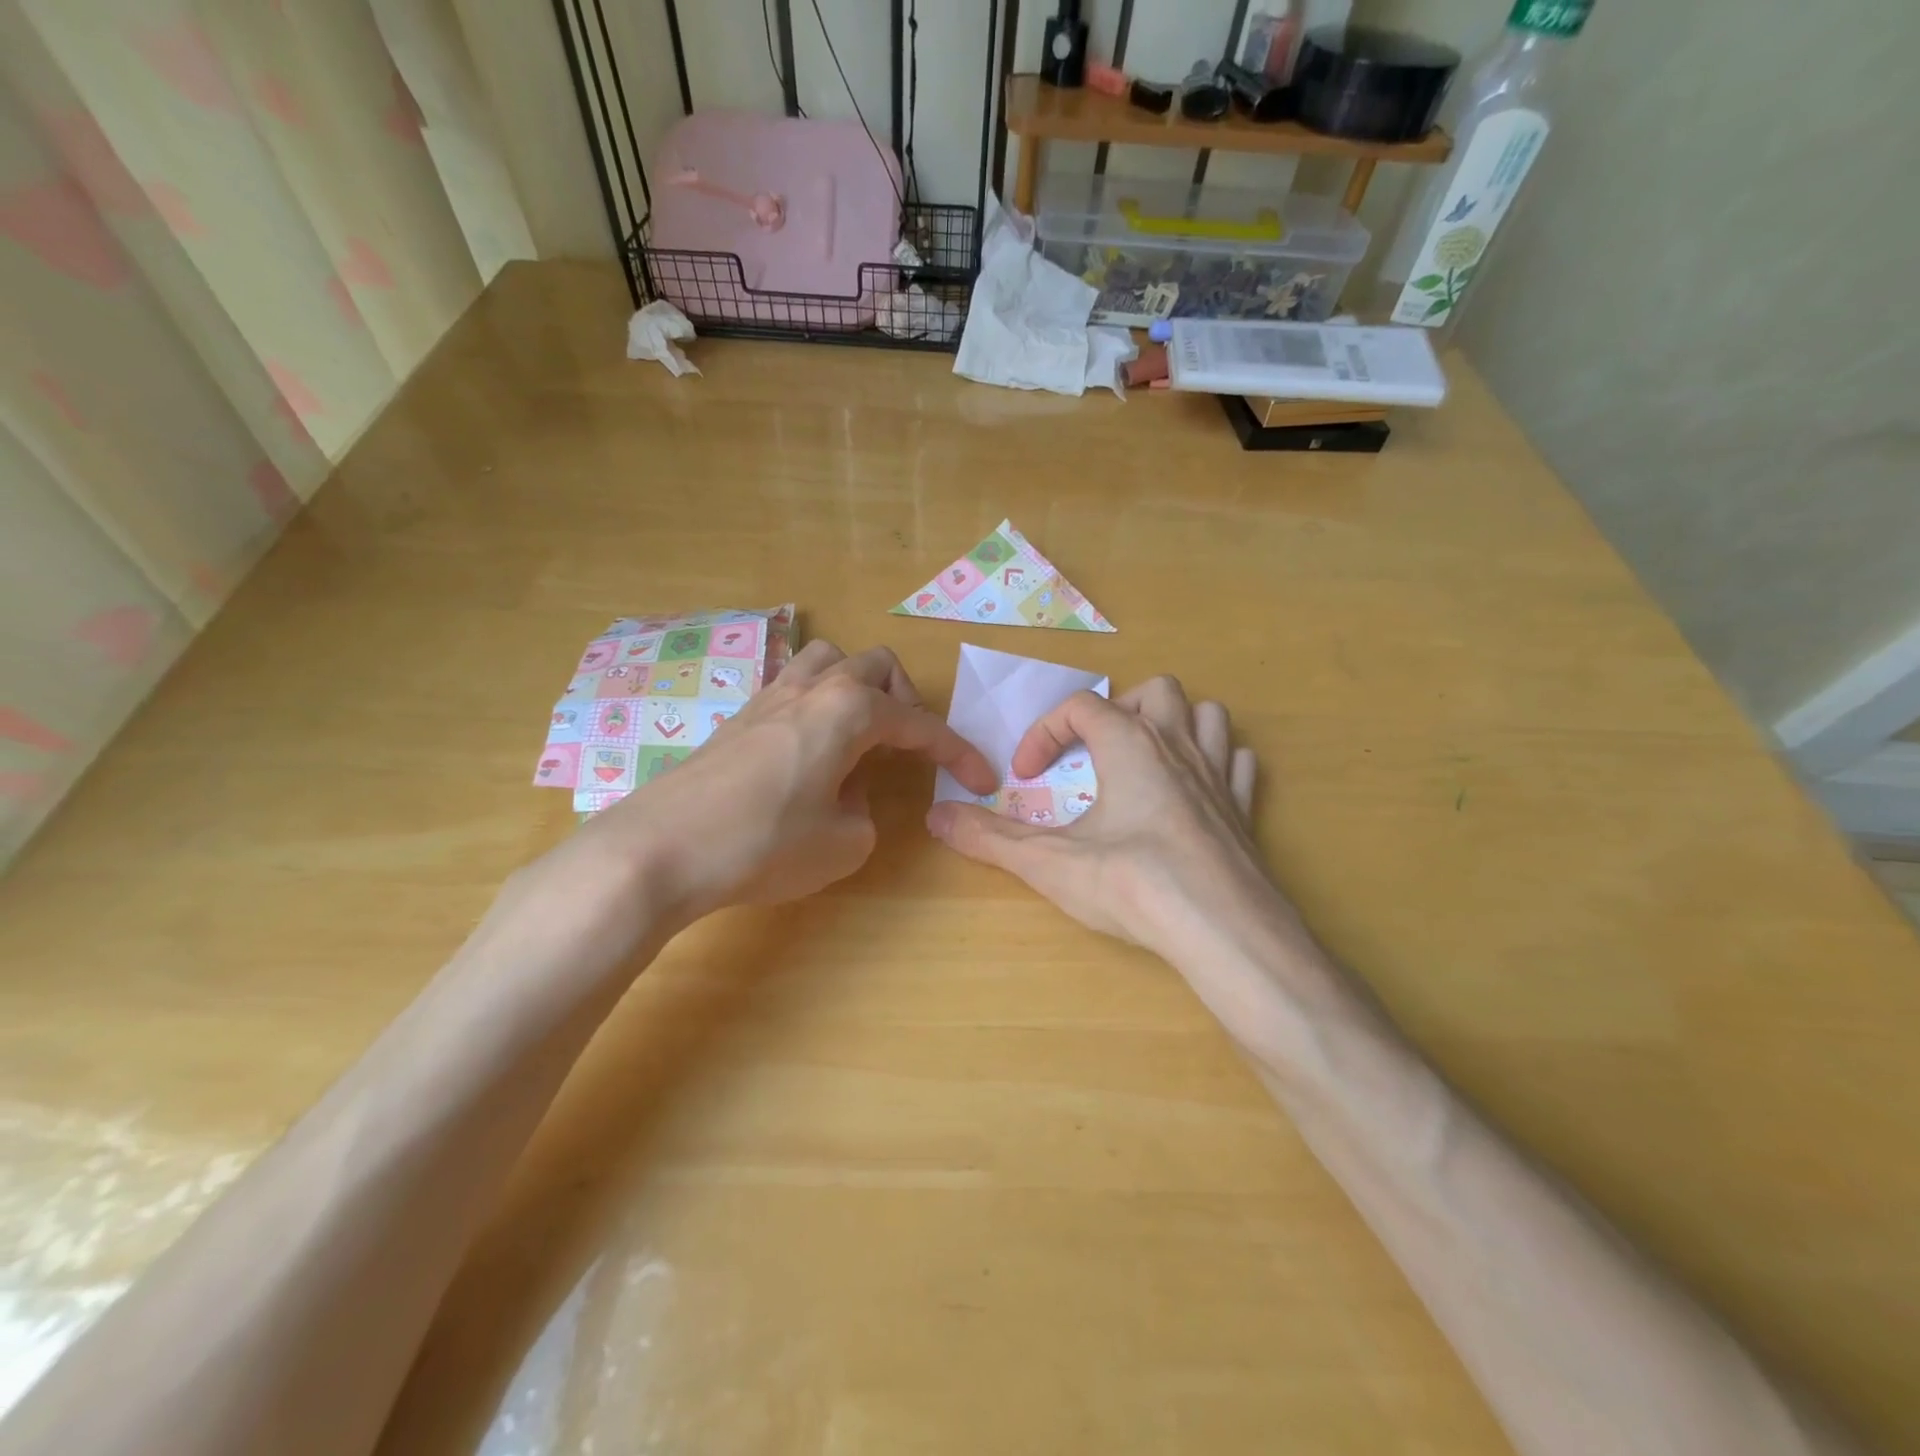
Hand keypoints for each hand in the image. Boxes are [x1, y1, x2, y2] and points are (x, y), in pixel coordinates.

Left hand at [577, 640, 996, 927]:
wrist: (660, 848)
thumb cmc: (764, 844)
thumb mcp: (843, 843)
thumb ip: (865, 812)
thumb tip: (848, 791)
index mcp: (849, 710)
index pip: (920, 725)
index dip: (958, 753)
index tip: (983, 778)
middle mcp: (812, 688)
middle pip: (875, 666)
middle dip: (906, 700)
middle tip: (910, 746)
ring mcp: (768, 697)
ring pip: (827, 661)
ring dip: (857, 688)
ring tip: (860, 734)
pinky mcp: (737, 717)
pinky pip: (794, 687)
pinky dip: (819, 705)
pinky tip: (811, 750)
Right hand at [925, 677, 1289, 962]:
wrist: (1223, 929)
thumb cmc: (1131, 883)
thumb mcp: (1048, 862)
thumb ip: (988, 837)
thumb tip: (936, 816)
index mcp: (1130, 744)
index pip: (1080, 706)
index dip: (1045, 732)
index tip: (1026, 774)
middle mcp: (1178, 746)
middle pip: (1155, 691)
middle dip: (1119, 710)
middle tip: (1095, 753)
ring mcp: (1219, 776)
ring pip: (1208, 715)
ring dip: (1176, 724)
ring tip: (1146, 760)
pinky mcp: (1245, 810)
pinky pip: (1238, 763)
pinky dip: (1217, 763)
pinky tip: (1195, 791)